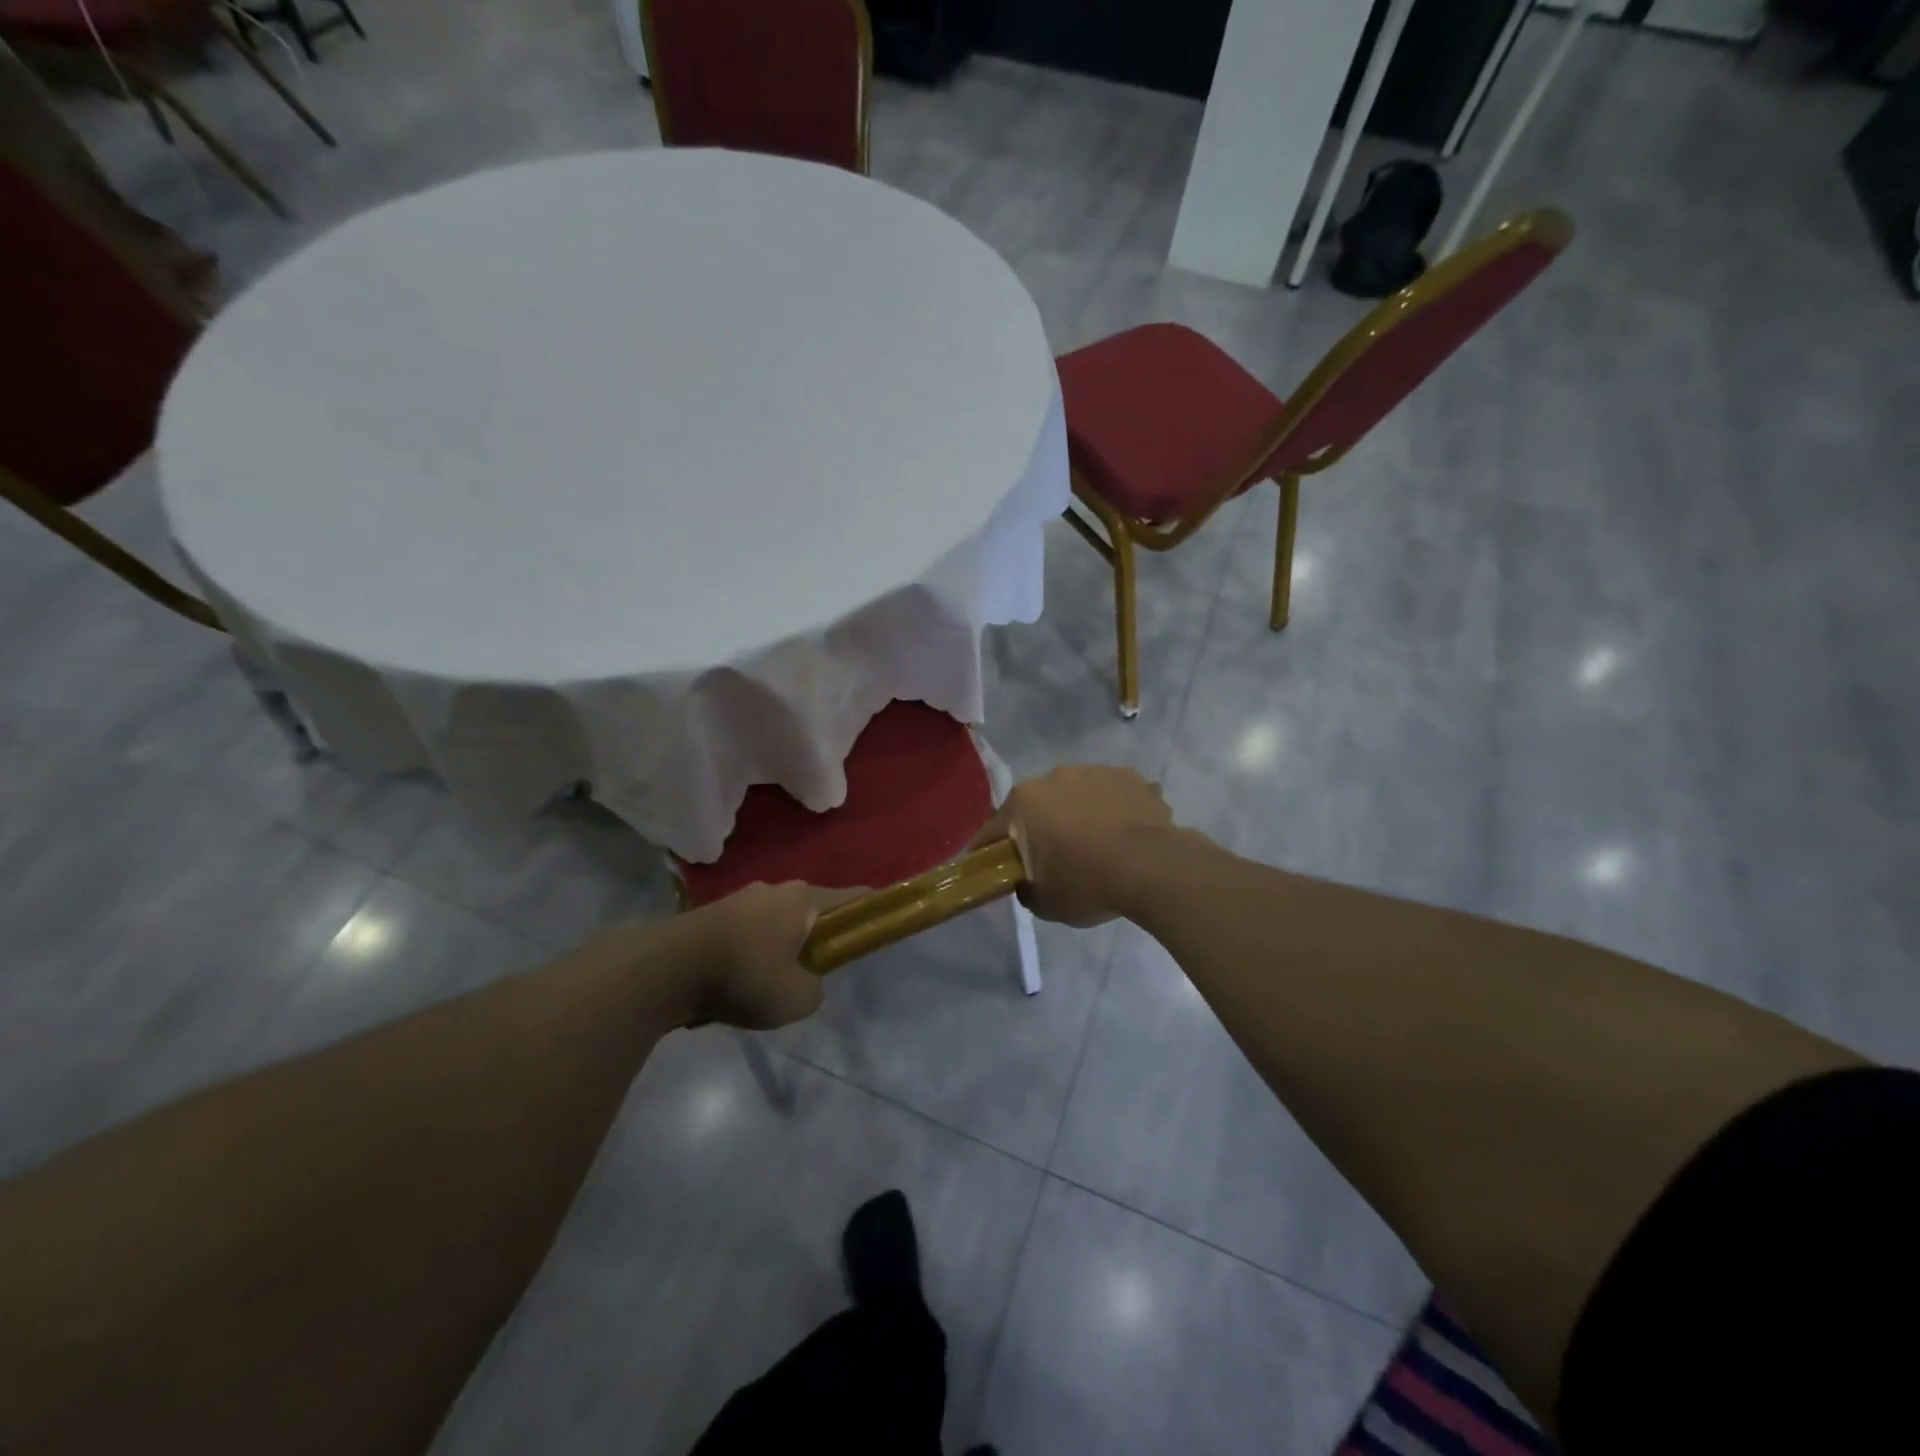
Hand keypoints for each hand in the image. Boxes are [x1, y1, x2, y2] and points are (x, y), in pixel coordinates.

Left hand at [680, 881, 861, 1028]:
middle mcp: (776, 889)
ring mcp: (741, 899)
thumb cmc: (745, 975)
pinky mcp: (712, 915)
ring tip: (768, 983)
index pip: (853, 898)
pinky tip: (737, 981)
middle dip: (817, 937)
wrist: (667, 968)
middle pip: (811, 910)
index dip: (870, 911)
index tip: (877, 927)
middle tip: (814, 970)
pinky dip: (750, 952)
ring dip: (779, 946)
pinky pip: (747, 932)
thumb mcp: (797, 998)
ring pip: (776, 922)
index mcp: (804, 899)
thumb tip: (804, 982)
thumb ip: (814, 989)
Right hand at [972, 765, 1175, 926]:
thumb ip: (1026, 889)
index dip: (989, 852)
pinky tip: (1126, 836)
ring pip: (1078, 797)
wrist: (1153, 868)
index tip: (992, 869)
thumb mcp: (1045, 903)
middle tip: (1055, 861)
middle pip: (1038, 807)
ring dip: (1080, 816)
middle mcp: (1055, 776)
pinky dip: (1114, 812)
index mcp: (1025, 801)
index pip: (994, 830)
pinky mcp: (1131, 777)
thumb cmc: (1087, 883)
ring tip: (1099, 848)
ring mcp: (1096, 772)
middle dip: (1041, 829)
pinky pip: (1113, 796)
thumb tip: (1028, 882)